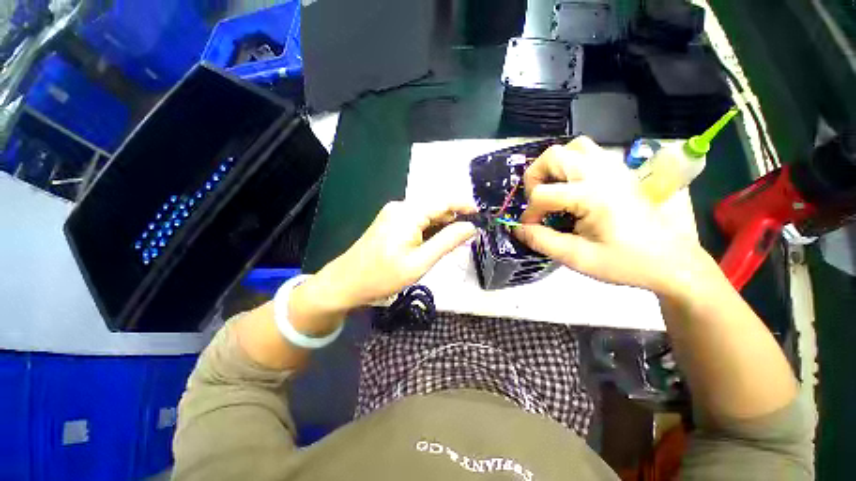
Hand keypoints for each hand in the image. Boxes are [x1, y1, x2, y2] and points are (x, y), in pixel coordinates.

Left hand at [309, 200, 476, 310]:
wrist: (346, 283)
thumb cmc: (383, 276)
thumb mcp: (420, 262)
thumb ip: (447, 242)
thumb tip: (471, 227)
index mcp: (408, 212)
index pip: (444, 201)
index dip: (465, 206)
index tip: (482, 215)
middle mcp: (401, 206)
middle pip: (435, 207)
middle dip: (453, 219)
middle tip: (469, 236)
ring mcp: (393, 213)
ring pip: (426, 214)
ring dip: (441, 226)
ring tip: (453, 243)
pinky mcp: (390, 222)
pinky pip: (416, 220)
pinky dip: (429, 229)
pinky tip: (433, 243)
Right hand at [516, 136, 708, 295]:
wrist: (671, 261)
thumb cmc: (626, 263)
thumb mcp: (578, 258)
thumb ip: (542, 241)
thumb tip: (518, 229)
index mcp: (593, 195)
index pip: (542, 194)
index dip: (529, 213)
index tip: (531, 229)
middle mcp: (602, 173)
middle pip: (553, 156)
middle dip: (534, 178)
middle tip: (537, 201)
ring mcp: (614, 168)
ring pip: (573, 147)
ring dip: (554, 166)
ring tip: (554, 189)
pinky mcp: (620, 170)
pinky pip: (589, 153)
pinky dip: (572, 164)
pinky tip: (573, 187)